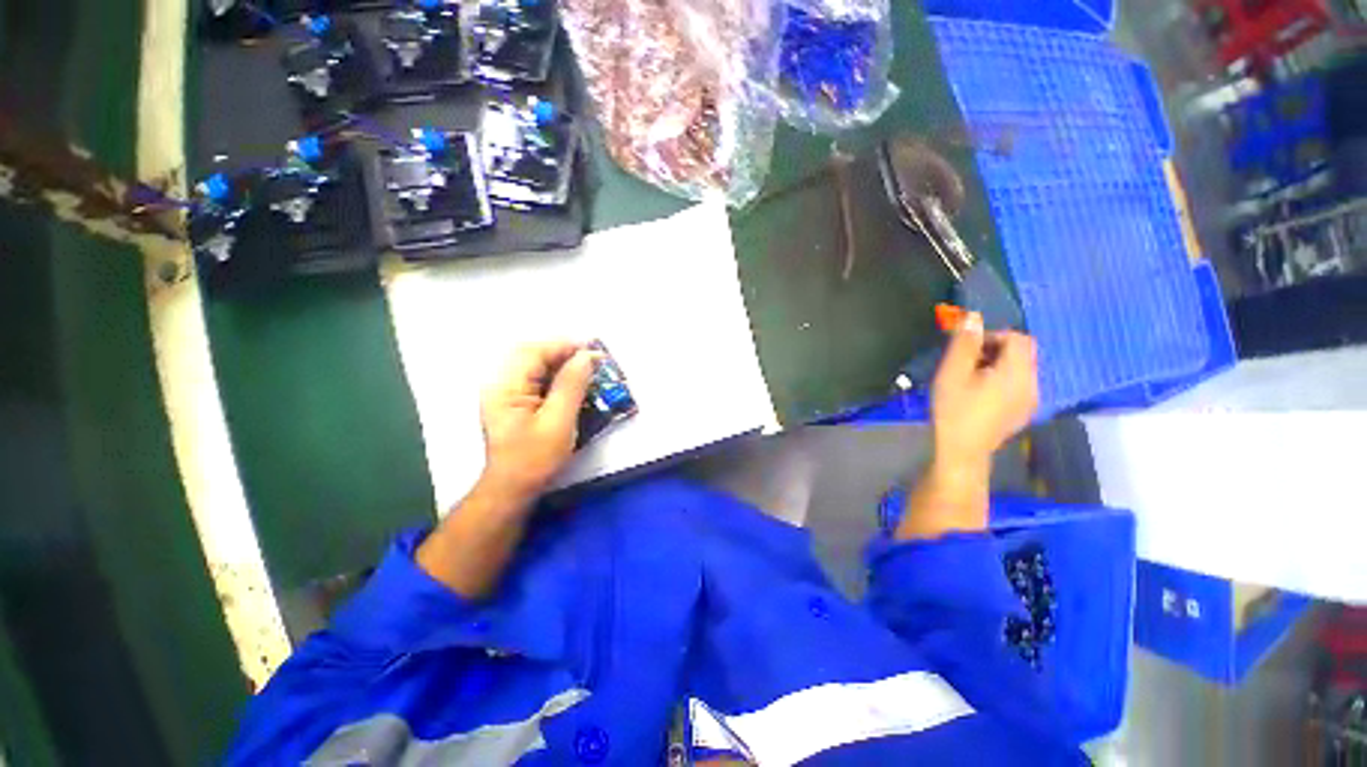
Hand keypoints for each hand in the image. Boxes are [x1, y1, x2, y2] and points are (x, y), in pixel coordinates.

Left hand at [479, 341, 595, 506]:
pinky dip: (557, 377)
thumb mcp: (558, 421)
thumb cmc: (535, 458)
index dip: (565, 346)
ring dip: (562, 364)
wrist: (513, 489)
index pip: (534, 352)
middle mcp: (501, 384)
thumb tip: (587, 356)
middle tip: (592, 359)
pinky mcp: (514, 403)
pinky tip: (574, 384)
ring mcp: (506, 393)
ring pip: (535, 366)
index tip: (593, 351)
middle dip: (564, 352)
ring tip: (588, 369)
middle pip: (533, 354)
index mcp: (505, 386)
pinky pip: (536, 379)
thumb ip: (572, 385)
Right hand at [896, 314, 1037, 540]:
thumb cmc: (954, 410)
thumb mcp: (953, 373)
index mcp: (1017, 372)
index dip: (992, 336)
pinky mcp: (1022, 412)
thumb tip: (972, 316)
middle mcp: (1032, 383)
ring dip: (995, 365)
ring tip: (968, 380)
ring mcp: (1030, 400)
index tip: (966, 350)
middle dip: (993, 351)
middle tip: (964, 365)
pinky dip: (1000, 381)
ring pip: (1018, 369)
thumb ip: (964, 343)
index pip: (1018, 338)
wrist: (962, 451)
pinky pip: (1017, 385)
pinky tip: (978, 395)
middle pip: (1021, 353)